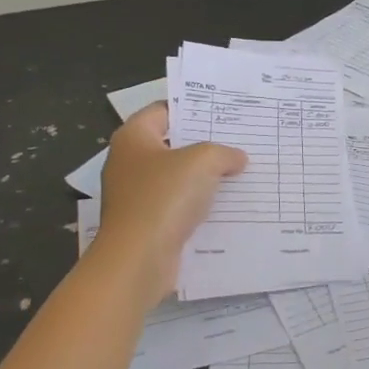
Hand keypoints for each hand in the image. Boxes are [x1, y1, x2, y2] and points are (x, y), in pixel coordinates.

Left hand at [96, 104, 247, 308]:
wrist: (138, 260)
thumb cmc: (164, 197)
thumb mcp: (203, 161)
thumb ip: (224, 153)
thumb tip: (237, 158)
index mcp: (133, 138)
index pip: (164, 110)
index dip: (192, 108)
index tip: (222, 111)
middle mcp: (128, 163)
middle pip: (171, 144)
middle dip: (203, 143)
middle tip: (238, 139)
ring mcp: (135, 196)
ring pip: (176, 177)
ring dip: (203, 177)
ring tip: (239, 171)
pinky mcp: (145, 223)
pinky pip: (177, 205)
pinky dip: (197, 204)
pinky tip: (226, 205)